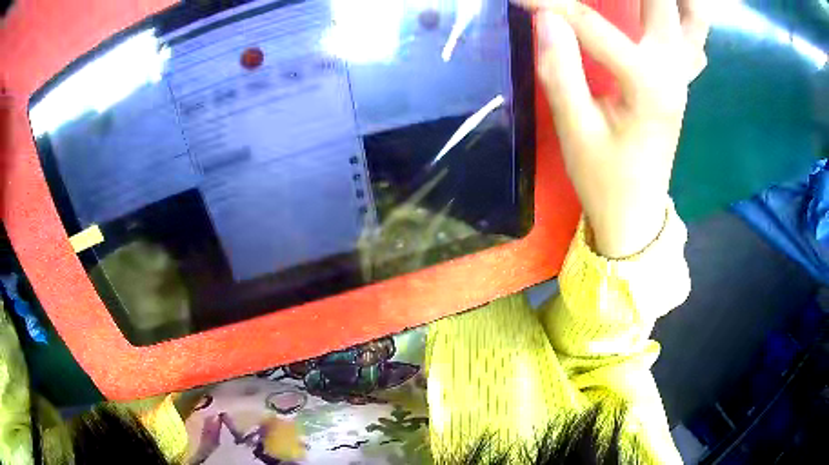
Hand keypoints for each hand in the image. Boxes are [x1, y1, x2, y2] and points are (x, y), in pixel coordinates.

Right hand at [520, 0, 709, 257]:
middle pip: (664, 3)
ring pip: (694, 19)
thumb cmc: (605, 179)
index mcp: (647, 84)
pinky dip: (685, 15)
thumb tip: (545, 17)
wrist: (636, 213)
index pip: (591, 24)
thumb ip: (560, 68)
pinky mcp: (681, 82)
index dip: (550, 4)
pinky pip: (694, 39)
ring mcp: (683, 75)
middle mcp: (673, 70)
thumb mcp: (576, 129)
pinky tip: (668, 9)